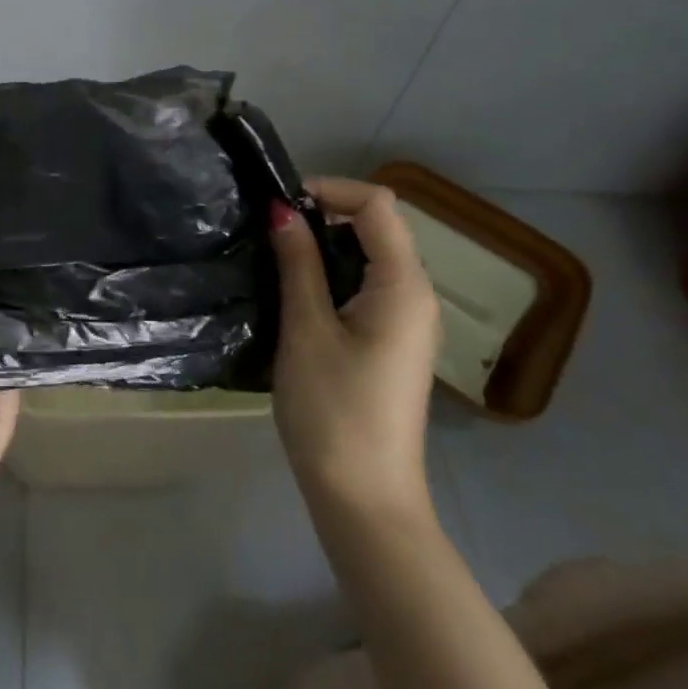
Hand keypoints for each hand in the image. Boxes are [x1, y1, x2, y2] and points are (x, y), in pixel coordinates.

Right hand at [269, 179, 441, 522]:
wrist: (364, 499)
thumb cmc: (333, 410)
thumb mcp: (306, 328)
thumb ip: (298, 262)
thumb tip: (283, 209)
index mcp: (403, 286)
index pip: (379, 204)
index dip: (331, 190)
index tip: (281, 205)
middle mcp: (415, 296)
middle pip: (378, 226)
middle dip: (325, 213)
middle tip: (271, 229)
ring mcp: (407, 321)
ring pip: (370, 256)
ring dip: (325, 244)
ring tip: (276, 254)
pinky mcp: (391, 342)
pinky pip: (367, 286)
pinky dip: (333, 273)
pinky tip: (297, 291)